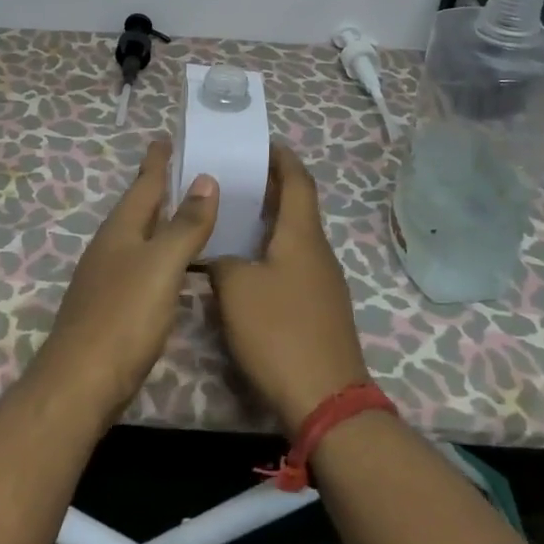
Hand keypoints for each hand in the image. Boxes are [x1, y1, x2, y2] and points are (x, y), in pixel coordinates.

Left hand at [26, 139, 217, 425]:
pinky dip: (159, 254)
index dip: (157, 162)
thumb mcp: (162, 265)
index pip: (143, 185)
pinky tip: (173, 267)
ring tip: (184, 212)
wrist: (81, 382)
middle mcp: (110, 247)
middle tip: (183, 169)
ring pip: (138, 237)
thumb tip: (205, 179)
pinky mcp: (111, 306)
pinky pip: (140, 265)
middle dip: (157, 188)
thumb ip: (185, 224)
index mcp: (121, 230)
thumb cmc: (124, 316)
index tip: (165, 138)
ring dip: (159, 221)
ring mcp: (107, 277)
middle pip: (138, 208)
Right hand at [208, 145, 371, 434]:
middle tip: (236, 179)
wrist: (325, 399)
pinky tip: (247, 267)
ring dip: (270, 223)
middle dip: (271, 189)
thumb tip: (218, 256)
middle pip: (298, 208)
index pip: (298, 181)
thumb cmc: (279, 331)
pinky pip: (294, 265)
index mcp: (302, 235)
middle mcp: (318, 252)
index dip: (282, 159)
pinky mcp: (319, 310)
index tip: (262, 144)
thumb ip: (221, 261)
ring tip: (234, 219)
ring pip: (295, 238)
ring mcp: (323, 283)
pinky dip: (272, 252)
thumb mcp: (236, 288)